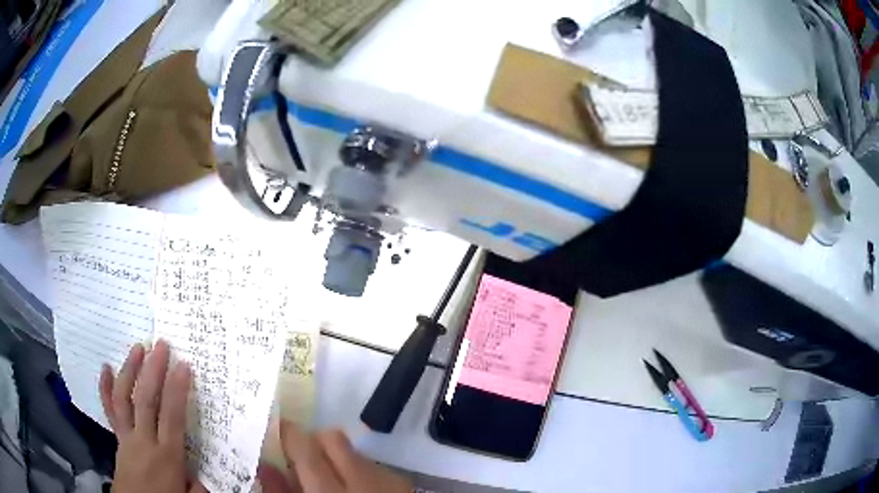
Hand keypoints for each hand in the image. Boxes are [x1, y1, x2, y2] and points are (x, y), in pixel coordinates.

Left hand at [99, 339, 203, 492]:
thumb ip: (200, 484)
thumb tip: (209, 467)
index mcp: (167, 457)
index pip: (172, 417)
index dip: (177, 390)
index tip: (183, 366)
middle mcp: (144, 441)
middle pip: (146, 400)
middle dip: (153, 370)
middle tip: (161, 345)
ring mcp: (127, 437)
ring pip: (125, 398)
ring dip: (130, 370)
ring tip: (137, 347)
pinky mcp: (118, 437)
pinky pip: (110, 410)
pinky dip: (106, 387)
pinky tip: (106, 367)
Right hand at [258, 421, 411, 492]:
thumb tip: (264, 466)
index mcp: (328, 492)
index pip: (304, 446)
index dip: (287, 434)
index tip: (276, 433)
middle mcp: (362, 480)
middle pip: (331, 437)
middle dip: (312, 442)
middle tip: (302, 462)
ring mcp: (387, 481)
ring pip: (353, 450)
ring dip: (337, 458)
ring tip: (331, 483)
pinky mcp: (402, 484)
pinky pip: (372, 465)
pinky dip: (358, 471)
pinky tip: (356, 492)